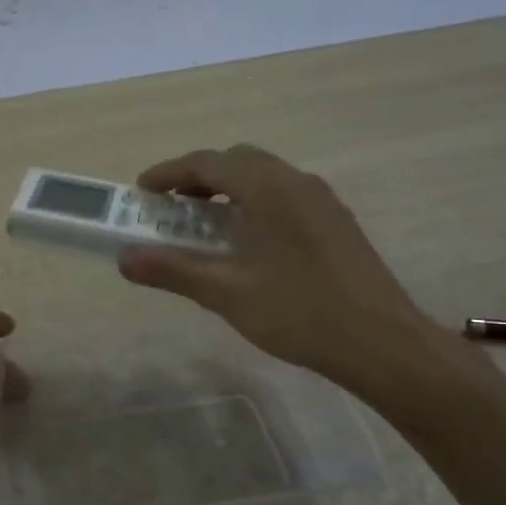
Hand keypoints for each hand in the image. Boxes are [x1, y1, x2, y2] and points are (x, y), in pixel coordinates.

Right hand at [118, 145, 471, 408]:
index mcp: (268, 188)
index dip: (168, 173)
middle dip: (198, 178)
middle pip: (237, 162)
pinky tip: (248, 245)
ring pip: (264, 178)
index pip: (207, 162)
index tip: (142, 192)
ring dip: (228, 191)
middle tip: (172, 209)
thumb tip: (124, 259)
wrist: (381, 342)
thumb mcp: (226, 293)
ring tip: (205, 227)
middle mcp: (296, 182)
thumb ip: (172, 270)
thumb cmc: (299, 312)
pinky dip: (254, 204)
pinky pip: (284, 196)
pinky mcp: (336, 222)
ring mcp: (322, 200)